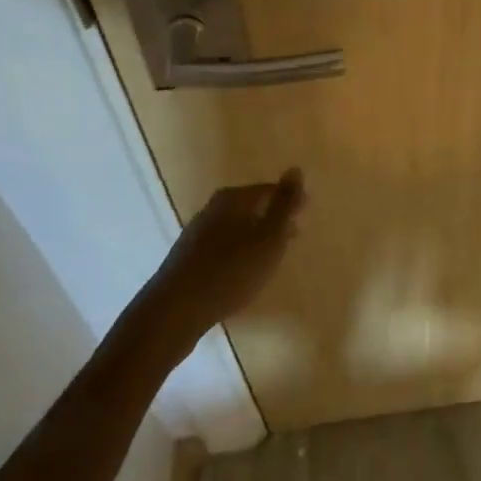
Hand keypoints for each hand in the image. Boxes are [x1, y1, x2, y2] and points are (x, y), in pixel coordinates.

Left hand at [141, 169, 304, 347]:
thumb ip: (284, 204)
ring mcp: (197, 233)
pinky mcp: (187, 258)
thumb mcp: (268, 237)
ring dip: (255, 238)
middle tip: (291, 238)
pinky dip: (238, 253)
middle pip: (250, 207)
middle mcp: (212, 209)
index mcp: (233, 199)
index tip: (304, 218)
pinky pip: (222, 247)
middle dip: (272, 220)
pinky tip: (242, 273)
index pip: (269, 190)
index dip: (289, 202)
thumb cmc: (230, 271)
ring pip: (236, 228)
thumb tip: (296, 169)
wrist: (175, 311)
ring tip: (270, 258)